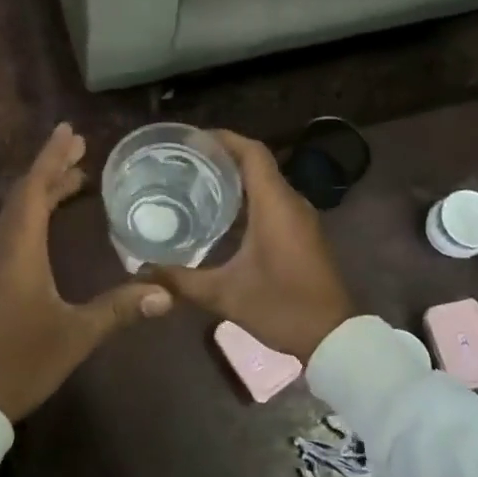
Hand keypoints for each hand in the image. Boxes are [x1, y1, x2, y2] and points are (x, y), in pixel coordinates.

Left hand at [0, 123, 172, 420]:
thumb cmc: (18, 361)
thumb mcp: (74, 336)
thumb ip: (117, 310)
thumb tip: (165, 293)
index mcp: (19, 250)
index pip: (35, 189)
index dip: (52, 157)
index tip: (69, 130)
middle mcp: (2, 249)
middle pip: (25, 195)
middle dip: (52, 169)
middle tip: (81, 150)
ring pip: (17, 214)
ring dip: (43, 191)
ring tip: (74, 180)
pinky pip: (13, 232)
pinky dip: (34, 215)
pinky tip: (49, 226)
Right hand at [147, 131, 354, 360]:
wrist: (334, 338)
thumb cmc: (282, 307)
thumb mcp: (225, 295)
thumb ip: (182, 280)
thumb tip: (142, 271)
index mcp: (275, 205)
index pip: (252, 152)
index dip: (224, 138)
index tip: (192, 139)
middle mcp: (291, 202)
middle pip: (257, 163)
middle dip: (222, 157)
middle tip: (184, 162)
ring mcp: (301, 218)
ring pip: (266, 182)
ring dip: (236, 178)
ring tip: (196, 183)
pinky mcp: (304, 233)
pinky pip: (274, 200)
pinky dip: (248, 198)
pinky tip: (222, 215)